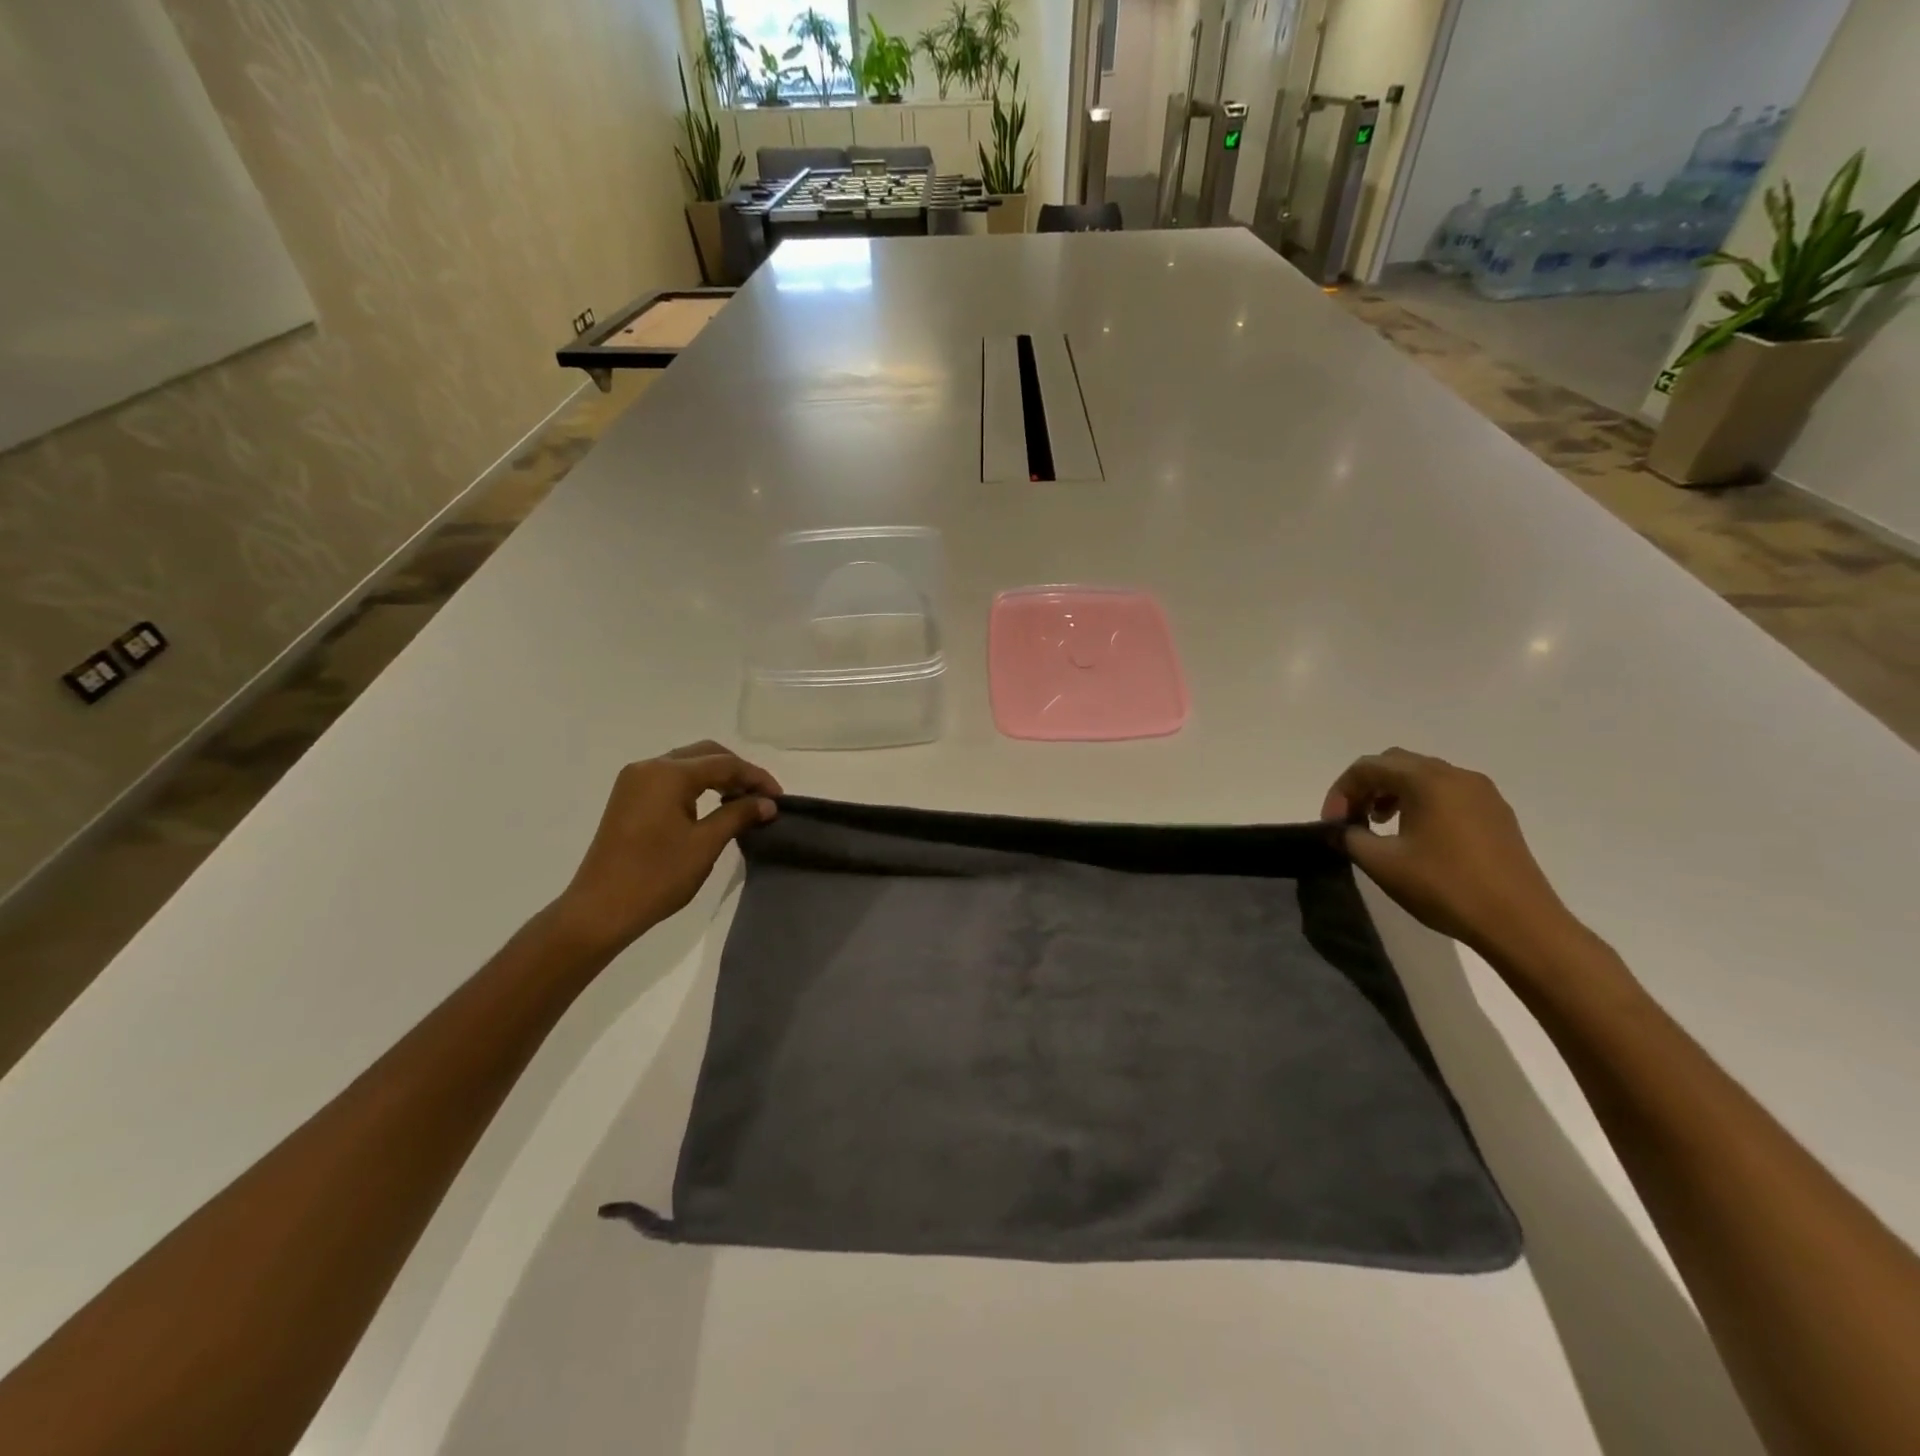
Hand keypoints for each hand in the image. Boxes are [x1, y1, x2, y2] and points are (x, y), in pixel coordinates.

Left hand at [552, 741, 781, 957]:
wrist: (600, 910)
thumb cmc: (656, 877)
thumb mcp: (705, 845)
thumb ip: (738, 815)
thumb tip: (767, 803)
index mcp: (668, 774)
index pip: (724, 763)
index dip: (756, 777)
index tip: (780, 798)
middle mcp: (649, 767)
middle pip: (705, 754)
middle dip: (737, 771)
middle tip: (763, 797)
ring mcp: (635, 781)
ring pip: (687, 764)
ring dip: (718, 777)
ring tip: (743, 802)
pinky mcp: (629, 798)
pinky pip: (671, 779)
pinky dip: (697, 786)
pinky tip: (714, 806)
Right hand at [1321, 747, 1580, 962]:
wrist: (1519, 923)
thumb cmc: (1445, 887)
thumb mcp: (1382, 864)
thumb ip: (1350, 838)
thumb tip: (1340, 829)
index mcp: (1427, 780)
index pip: (1368, 767)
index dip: (1341, 791)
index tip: (1332, 823)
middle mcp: (1456, 776)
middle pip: (1396, 763)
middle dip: (1367, 786)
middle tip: (1352, 819)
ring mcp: (1482, 793)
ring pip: (1424, 776)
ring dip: (1393, 793)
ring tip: (1380, 825)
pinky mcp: (1496, 813)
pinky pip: (1447, 793)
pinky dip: (1421, 802)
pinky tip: (1416, 836)